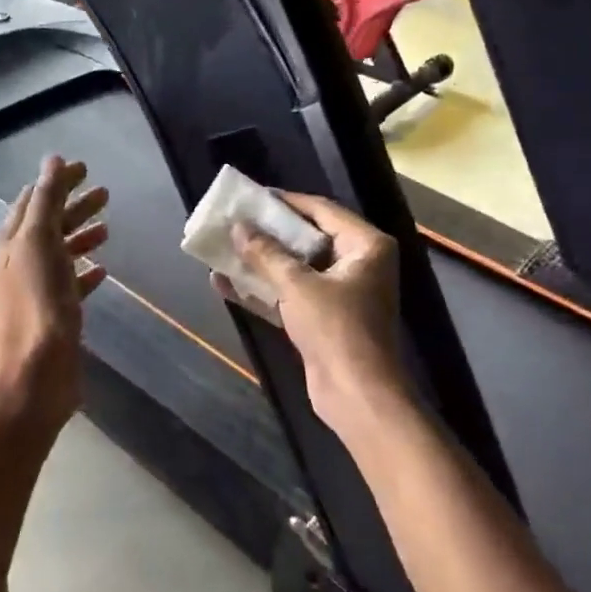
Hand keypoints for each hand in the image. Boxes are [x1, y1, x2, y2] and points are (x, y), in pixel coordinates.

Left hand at [0, 156, 109, 430]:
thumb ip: (47, 200)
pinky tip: (102, 270)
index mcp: (13, 241)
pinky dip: (85, 272)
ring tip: (108, 227)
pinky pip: (71, 284)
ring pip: (61, 252)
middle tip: (105, 192)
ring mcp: (37, 289)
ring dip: (81, 235)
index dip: (57, 181)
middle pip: (49, 223)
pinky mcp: (54, 314)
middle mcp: (21, 261)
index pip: (34, 199)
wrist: (36, 371)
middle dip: (74, 205)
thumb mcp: (40, 241)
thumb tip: (52, 160)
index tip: (85, 168)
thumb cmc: (37, 303)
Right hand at [214, 193, 408, 434]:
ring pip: (295, 268)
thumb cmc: (335, 329)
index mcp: (366, 246)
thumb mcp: (297, 285)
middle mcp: (358, 264)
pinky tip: (225, 283)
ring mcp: (341, 293)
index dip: (286, 202)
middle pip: (307, 238)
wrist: (356, 395)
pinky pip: (290, 295)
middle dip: (268, 233)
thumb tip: (238, 227)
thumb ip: (266, 254)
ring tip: (224, 248)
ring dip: (261, 262)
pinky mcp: (323, 319)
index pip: (322, 210)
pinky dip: (262, 290)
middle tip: (235, 220)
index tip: (253, 196)